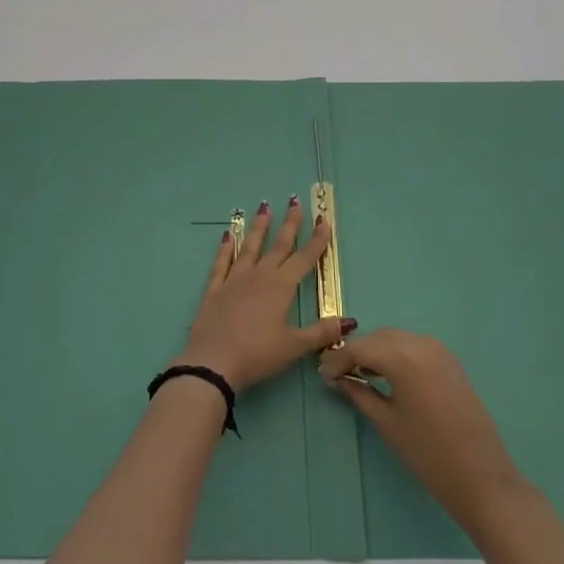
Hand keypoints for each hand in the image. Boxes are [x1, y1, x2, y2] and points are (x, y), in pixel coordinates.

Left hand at [175, 198, 348, 393]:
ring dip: (259, 227)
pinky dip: (225, 247)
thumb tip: (350, 321)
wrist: (213, 362)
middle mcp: (259, 276)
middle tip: (295, 201)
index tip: (324, 220)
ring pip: (250, 247)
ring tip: (264, 207)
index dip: (316, 240)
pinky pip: (221, 262)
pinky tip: (228, 234)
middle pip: (278, 246)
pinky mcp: (214, 289)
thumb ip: (321, 332)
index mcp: (281, 287)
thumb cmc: (258, 354)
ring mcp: (234, 280)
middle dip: (290, 224)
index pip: (304, 258)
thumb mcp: (294, 346)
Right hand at [320, 329, 526, 528]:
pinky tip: (388, 375)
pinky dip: (396, 354)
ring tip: (361, 375)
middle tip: (338, 374)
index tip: (322, 375)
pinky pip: (414, 346)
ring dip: (376, 351)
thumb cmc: (428, 454)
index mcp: (403, 357)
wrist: (482, 478)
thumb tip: (338, 378)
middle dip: (356, 352)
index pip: (360, 348)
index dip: (338, 359)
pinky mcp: (450, 361)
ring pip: (396, 339)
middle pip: (378, 338)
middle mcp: (421, 344)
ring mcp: (439, 350)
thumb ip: (359, 394)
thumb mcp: (387, 423)